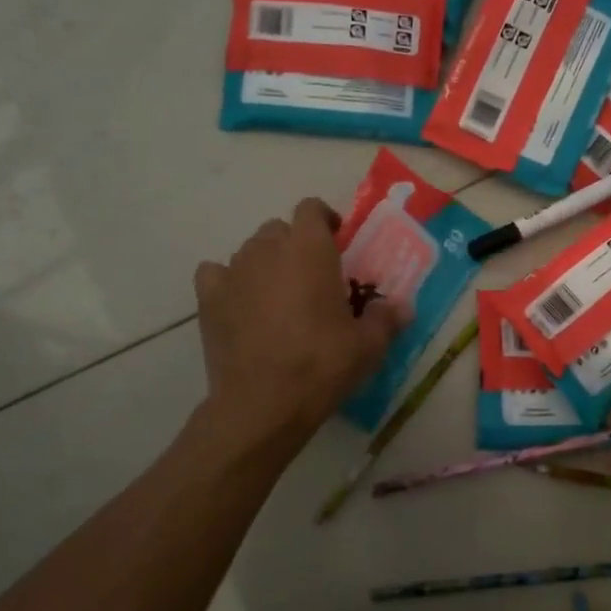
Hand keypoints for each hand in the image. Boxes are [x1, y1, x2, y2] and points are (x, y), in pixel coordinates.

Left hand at [194, 199, 406, 452]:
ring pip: (250, 251)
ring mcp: (233, 272)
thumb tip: (401, 307)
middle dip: (295, 245)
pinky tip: (240, 302)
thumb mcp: (368, 345)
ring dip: (266, 263)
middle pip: (279, 229)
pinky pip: (216, 273)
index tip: (336, 242)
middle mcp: (268, 249)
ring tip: (279, 296)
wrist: (264, 402)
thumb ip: (385, 318)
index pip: (311, 208)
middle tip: (312, 277)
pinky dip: (229, 281)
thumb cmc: (322, 364)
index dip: (324, 220)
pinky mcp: (208, 298)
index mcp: (309, 249)